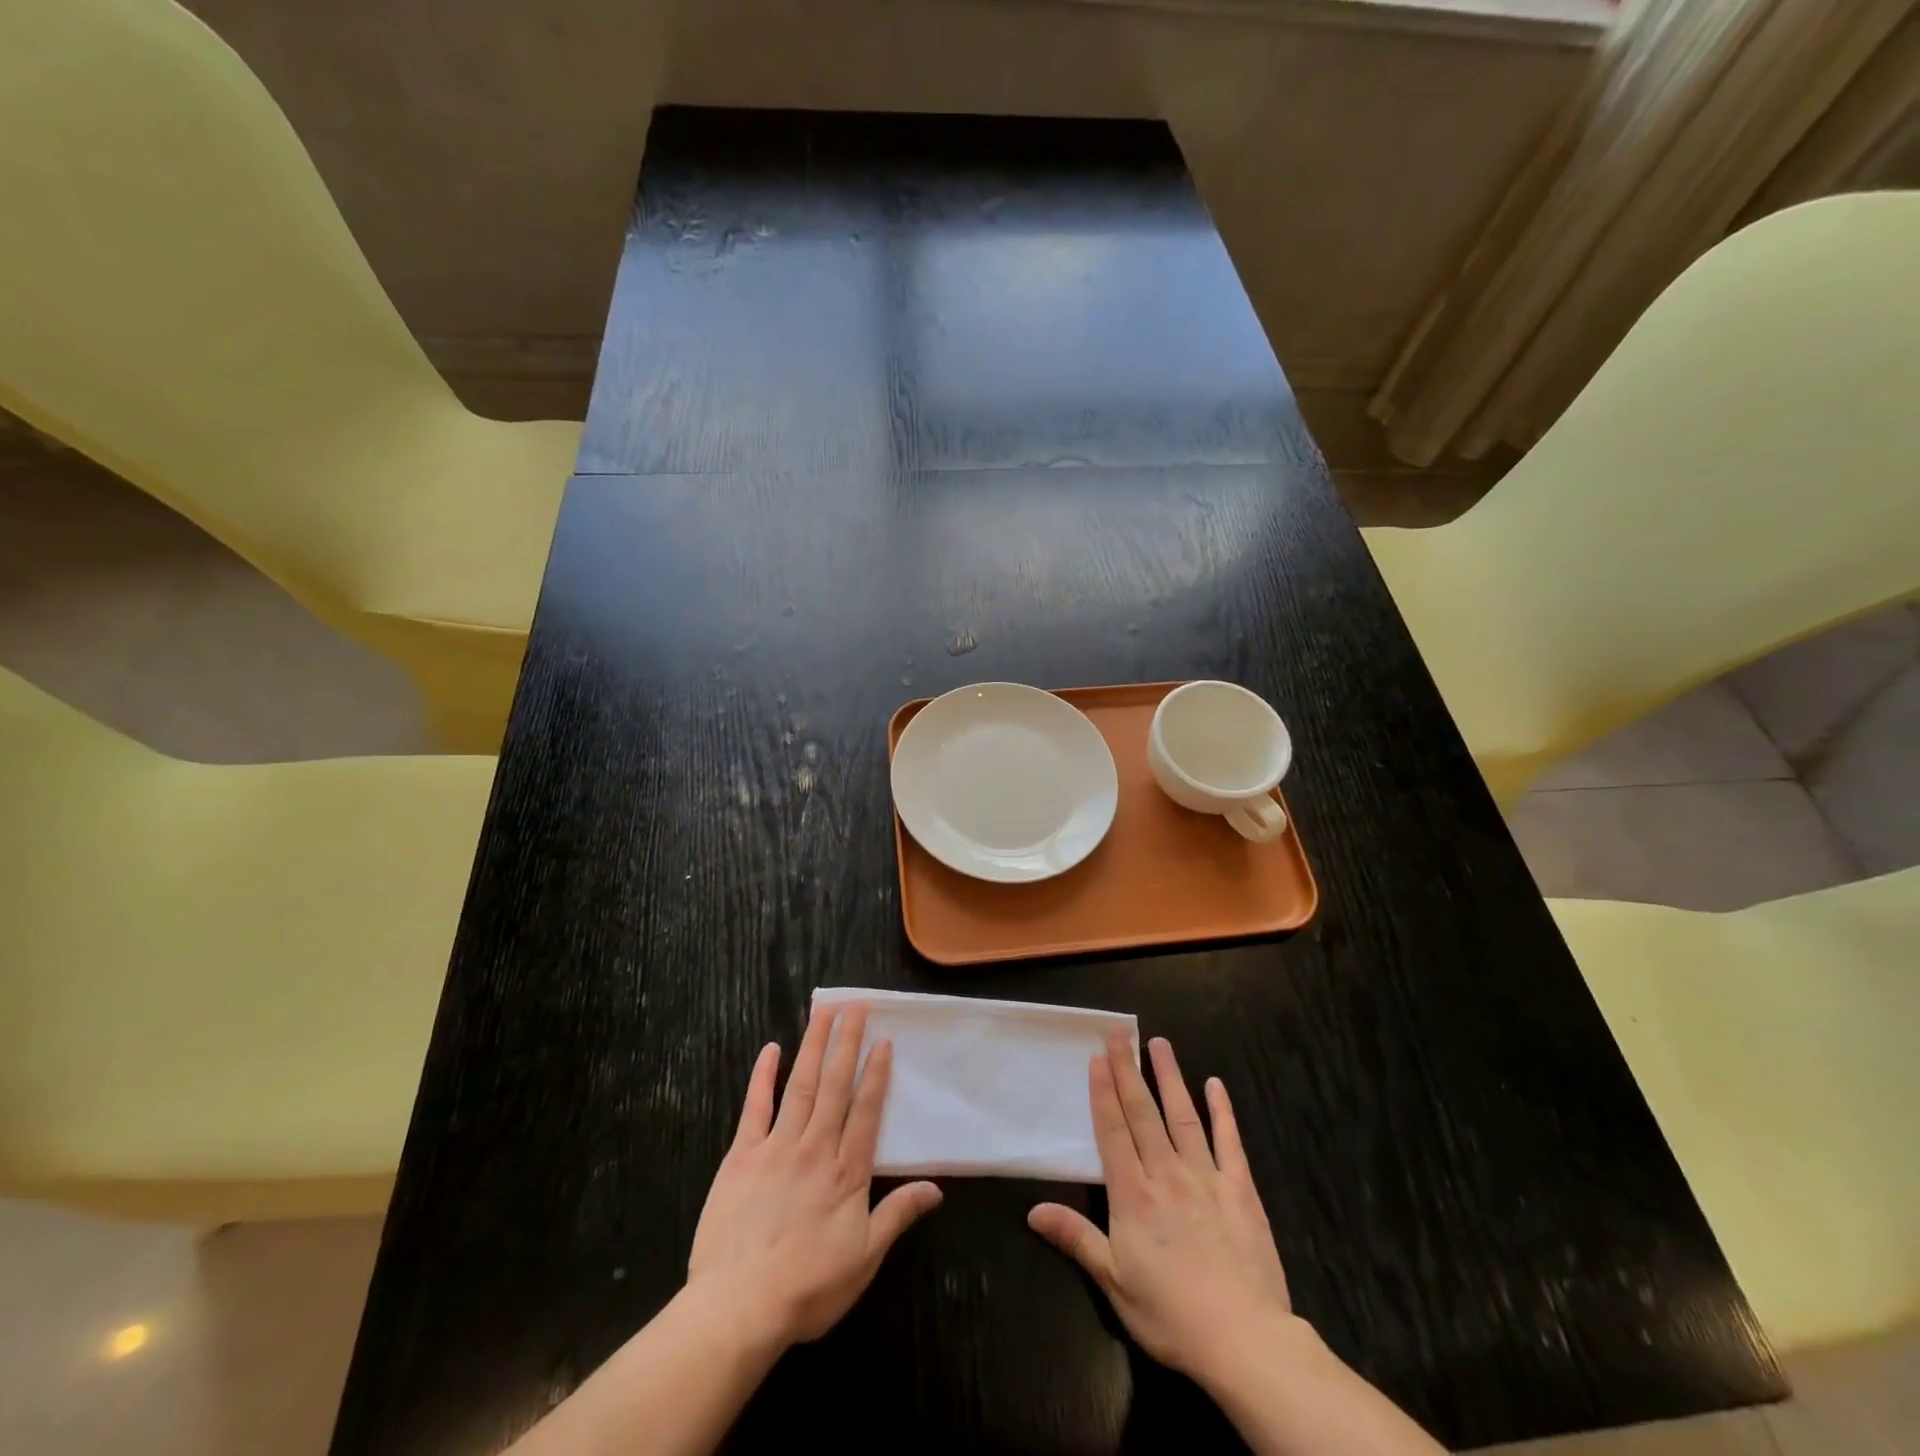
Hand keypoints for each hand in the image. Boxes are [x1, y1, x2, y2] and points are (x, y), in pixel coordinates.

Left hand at [687, 1002, 941, 1351]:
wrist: (738, 1308)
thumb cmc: (807, 1288)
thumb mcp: (864, 1260)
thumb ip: (897, 1216)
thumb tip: (936, 1187)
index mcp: (846, 1171)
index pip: (866, 1110)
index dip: (876, 1073)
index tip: (883, 1039)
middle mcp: (816, 1147)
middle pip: (835, 1085)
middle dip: (847, 1042)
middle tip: (856, 1005)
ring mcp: (777, 1147)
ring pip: (801, 1085)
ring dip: (814, 1045)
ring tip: (825, 1012)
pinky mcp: (742, 1155)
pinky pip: (755, 1107)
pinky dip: (763, 1076)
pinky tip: (770, 1049)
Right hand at [1028, 1034, 1294, 1386]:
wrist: (1244, 1340)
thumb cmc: (1171, 1314)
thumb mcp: (1113, 1282)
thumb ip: (1076, 1238)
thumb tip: (1032, 1210)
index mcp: (1133, 1194)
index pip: (1112, 1130)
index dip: (1103, 1091)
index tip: (1097, 1056)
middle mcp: (1166, 1173)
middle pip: (1142, 1113)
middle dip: (1128, 1070)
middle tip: (1119, 1033)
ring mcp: (1206, 1177)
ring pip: (1182, 1116)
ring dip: (1169, 1077)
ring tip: (1159, 1043)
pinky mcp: (1240, 1190)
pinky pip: (1229, 1142)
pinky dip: (1222, 1111)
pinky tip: (1216, 1084)